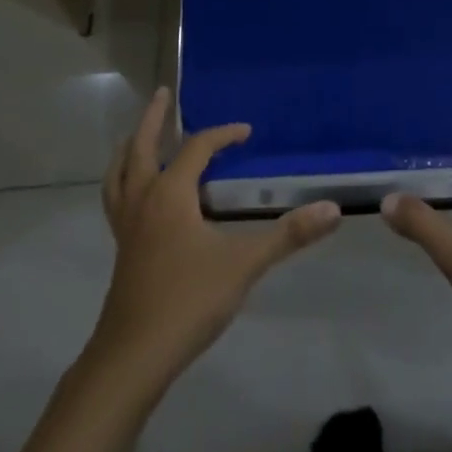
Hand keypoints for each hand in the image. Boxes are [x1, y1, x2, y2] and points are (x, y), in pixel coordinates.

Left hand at [93, 88, 341, 379]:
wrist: (133, 357)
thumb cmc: (188, 301)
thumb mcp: (245, 264)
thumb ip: (289, 235)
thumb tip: (333, 209)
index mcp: (170, 194)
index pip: (196, 148)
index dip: (222, 135)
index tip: (246, 132)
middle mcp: (143, 200)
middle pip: (141, 147)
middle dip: (153, 119)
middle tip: (163, 94)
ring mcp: (127, 226)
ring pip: (120, 173)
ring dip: (130, 148)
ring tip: (137, 136)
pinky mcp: (121, 250)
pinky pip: (118, 200)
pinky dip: (125, 181)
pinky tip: (139, 197)